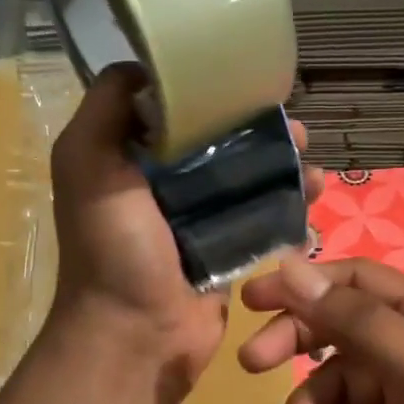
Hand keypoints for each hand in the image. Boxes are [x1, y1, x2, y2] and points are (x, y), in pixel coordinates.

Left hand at [50, 65, 322, 392]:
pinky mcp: (229, 252)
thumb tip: (143, 67)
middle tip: (296, 129)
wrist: (137, 336)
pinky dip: (289, 204)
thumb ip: (105, 109)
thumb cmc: (114, 249)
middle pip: (221, 145)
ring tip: (313, 165)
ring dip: (284, 167)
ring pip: (249, 179)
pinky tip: (315, 194)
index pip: (176, 114)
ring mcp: (200, 221)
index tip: (247, 82)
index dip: (211, 95)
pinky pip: (263, 218)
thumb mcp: (87, 165)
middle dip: (260, 132)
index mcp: (130, 161)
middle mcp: (164, 186)